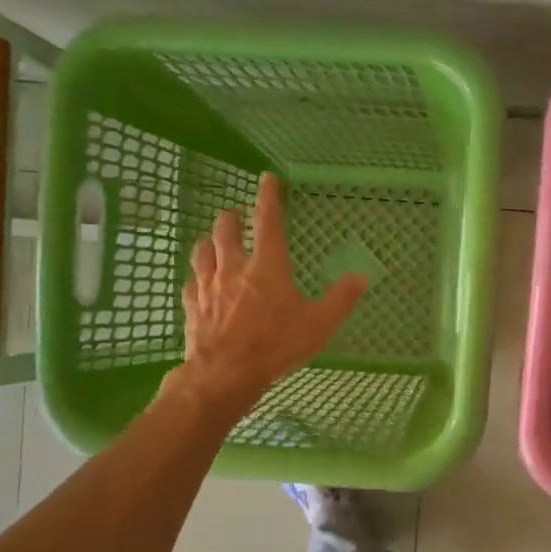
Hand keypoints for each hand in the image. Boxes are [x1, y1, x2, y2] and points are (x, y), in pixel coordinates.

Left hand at [176, 173, 366, 409]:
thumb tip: (360, 277)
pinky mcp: (192, 306)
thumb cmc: (276, 345)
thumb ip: (340, 299)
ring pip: (201, 251)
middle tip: (234, 215)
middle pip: (225, 230)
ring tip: (212, 242)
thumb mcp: (319, 324)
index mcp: (267, 266)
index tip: (267, 178)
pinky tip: (198, 283)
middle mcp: (234, 268)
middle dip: (230, 218)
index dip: (269, 197)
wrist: (225, 373)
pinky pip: (190, 283)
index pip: (268, 221)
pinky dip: (196, 277)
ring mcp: (208, 286)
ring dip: (208, 242)